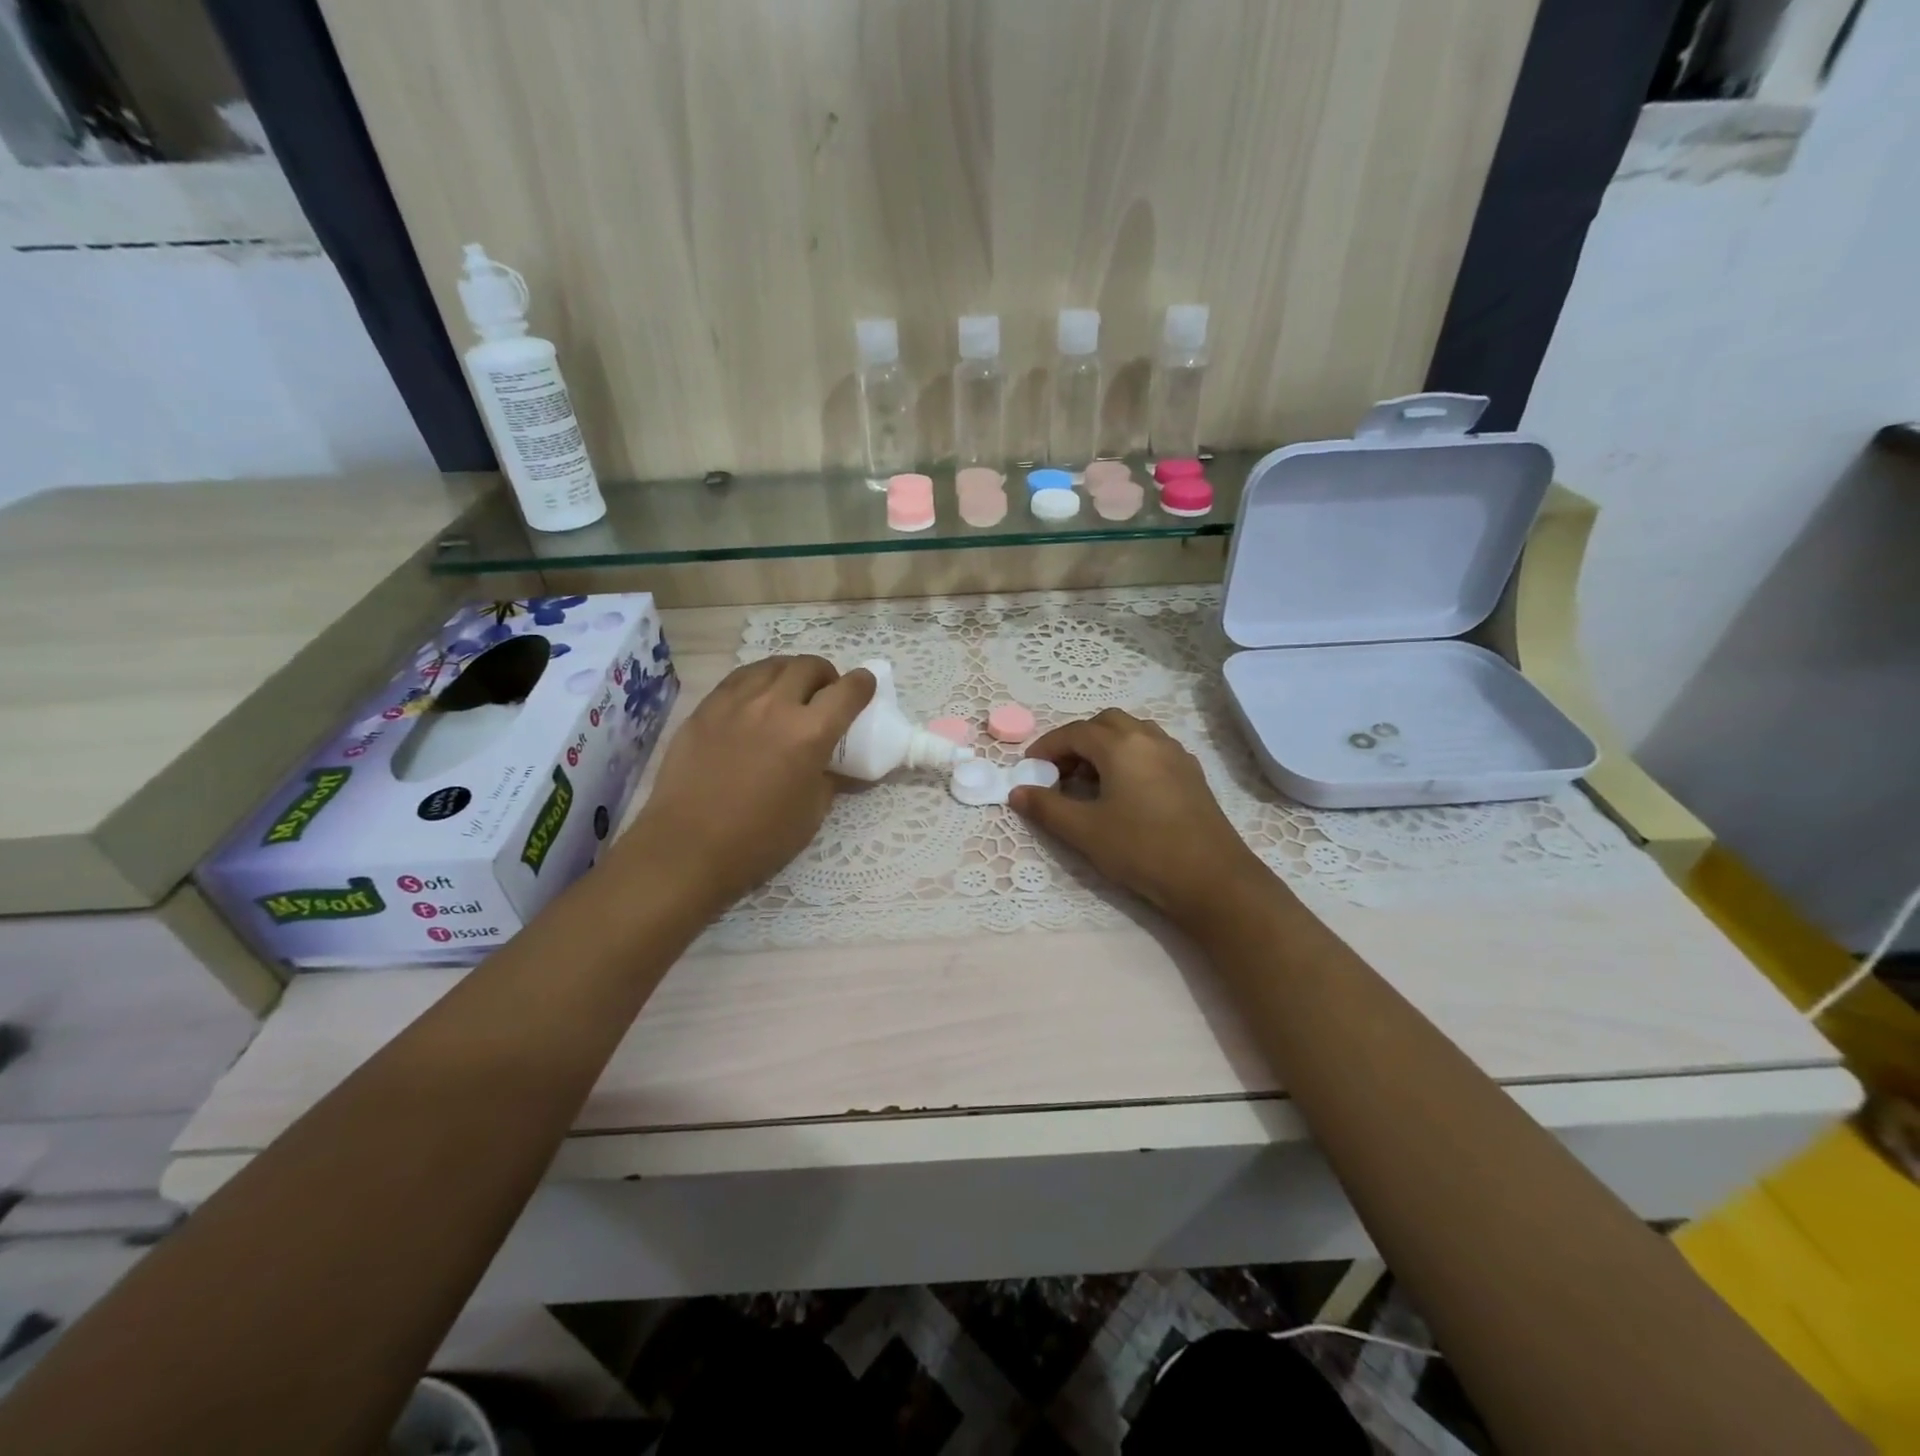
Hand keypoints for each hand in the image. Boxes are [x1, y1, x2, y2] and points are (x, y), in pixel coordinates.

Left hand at [627, 656, 873, 910]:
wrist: (687, 847)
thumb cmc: (759, 839)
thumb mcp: (812, 813)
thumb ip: (830, 778)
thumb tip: (837, 765)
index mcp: (810, 733)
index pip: (848, 691)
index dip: (863, 683)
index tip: (865, 686)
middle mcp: (775, 706)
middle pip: (809, 667)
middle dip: (826, 675)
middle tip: (825, 694)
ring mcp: (735, 702)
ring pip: (772, 665)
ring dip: (791, 672)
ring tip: (791, 691)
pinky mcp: (705, 708)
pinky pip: (739, 679)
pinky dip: (758, 680)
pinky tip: (756, 699)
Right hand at [1011, 709, 1274, 927]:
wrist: (1212, 878)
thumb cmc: (1142, 849)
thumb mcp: (1084, 831)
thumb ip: (1046, 807)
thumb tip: (1017, 792)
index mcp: (1121, 745)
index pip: (1074, 732)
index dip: (1047, 747)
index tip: (1029, 768)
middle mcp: (1149, 738)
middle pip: (1104, 723)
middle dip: (1076, 741)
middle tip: (1059, 773)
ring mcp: (1175, 754)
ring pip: (1132, 732)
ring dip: (1105, 746)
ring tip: (1090, 781)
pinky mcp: (1191, 773)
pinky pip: (1152, 749)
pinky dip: (1129, 757)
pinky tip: (1124, 790)